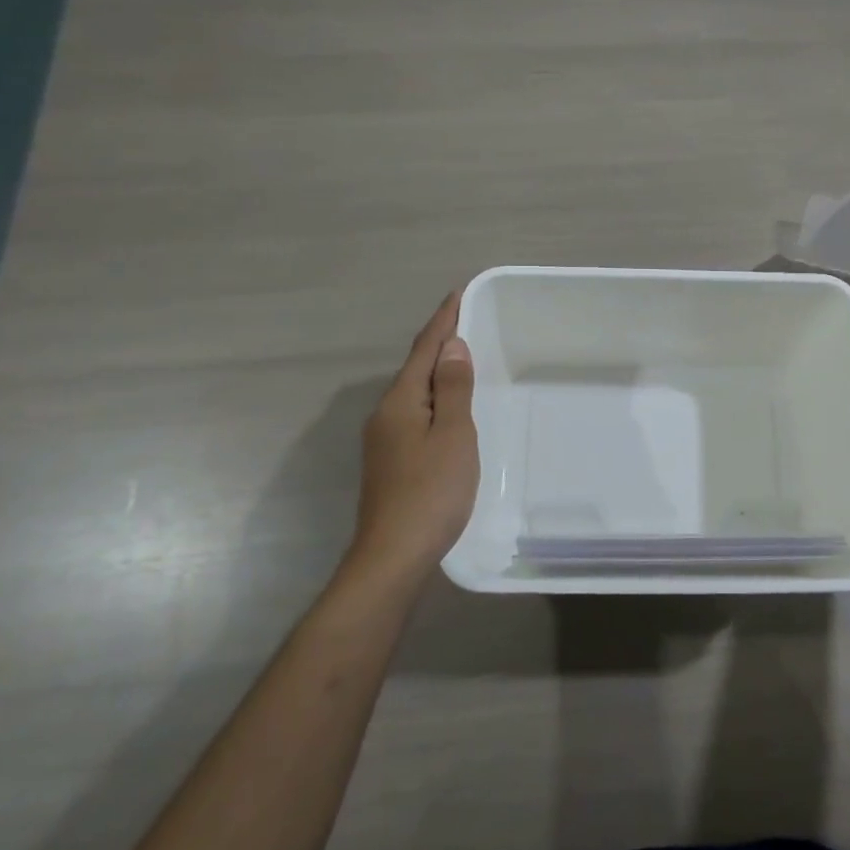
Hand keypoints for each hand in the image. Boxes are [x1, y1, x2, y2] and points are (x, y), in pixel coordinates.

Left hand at [348, 292, 479, 581]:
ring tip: (462, 361)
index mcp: (401, 402)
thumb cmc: (431, 491)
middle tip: (466, 323)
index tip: (457, 294)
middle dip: (439, 344)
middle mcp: (385, 414)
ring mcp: (383, 440)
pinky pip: (414, 415)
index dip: (442, 321)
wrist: (393, 555)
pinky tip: (447, 411)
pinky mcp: (389, 462)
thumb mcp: (453, 435)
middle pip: (415, 369)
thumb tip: (452, 347)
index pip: (424, 349)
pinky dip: (434, 400)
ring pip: (414, 394)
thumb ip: (453, 389)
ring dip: (437, 373)